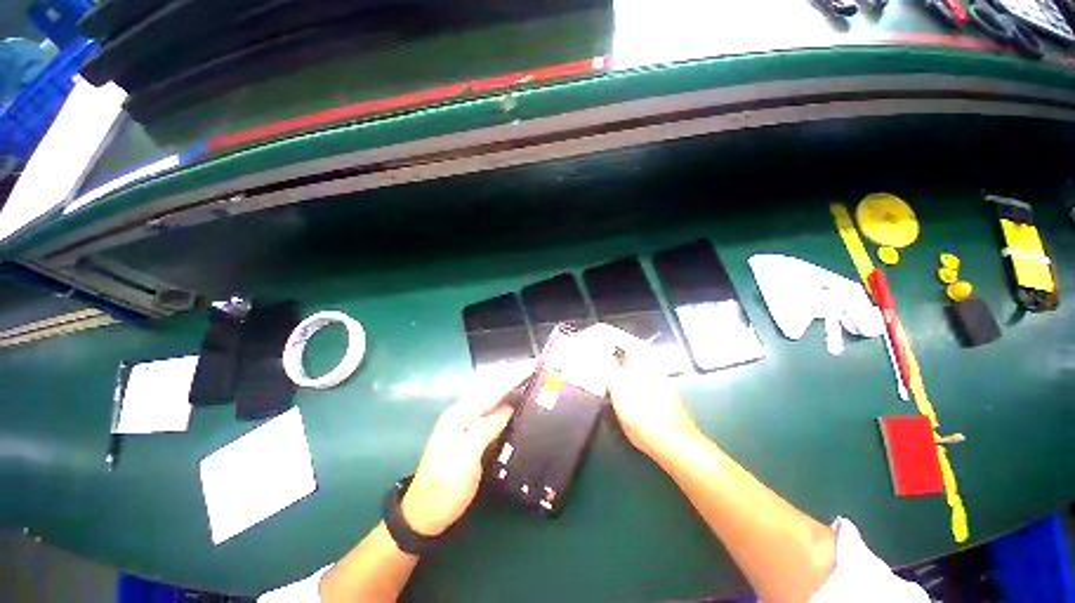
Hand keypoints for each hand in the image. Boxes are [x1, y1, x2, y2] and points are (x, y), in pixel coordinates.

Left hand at [400, 363, 531, 537]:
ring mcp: (463, 421)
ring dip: (508, 383)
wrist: (423, 514)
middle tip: (534, 367)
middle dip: (511, 375)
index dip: (513, 377)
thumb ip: (485, 430)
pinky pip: (489, 407)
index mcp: (459, 416)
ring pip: (489, 395)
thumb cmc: (444, 490)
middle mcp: (460, 412)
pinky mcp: (467, 431)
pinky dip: (503, 398)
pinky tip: (513, 400)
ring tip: (528, 377)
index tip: (533, 365)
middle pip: (490, 387)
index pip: (492, 390)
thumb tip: (508, 408)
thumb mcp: (465, 462)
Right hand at [580, 324, 700, 461]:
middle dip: (590, 350)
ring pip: (613, 358)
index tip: (572, 349)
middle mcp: (641, 356)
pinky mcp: (641, 383)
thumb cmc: (645, 413)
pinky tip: (596, 386)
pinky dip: (605, 374)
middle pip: (609, 343)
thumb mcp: (618, 385)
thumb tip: (585, 346)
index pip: (606, 331)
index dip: (587, 336)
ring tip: (580, 373)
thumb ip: (600, 362)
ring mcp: (642, 370)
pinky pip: (618, 371)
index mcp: (638, 351)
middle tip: (573, 362)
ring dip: (596, 363)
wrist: (672, 443)